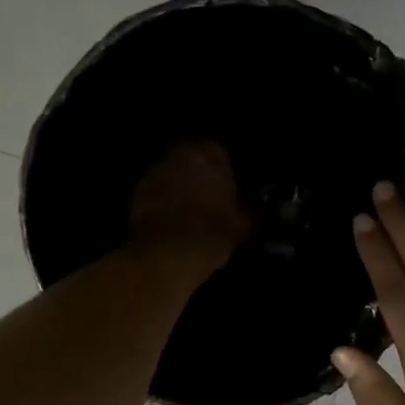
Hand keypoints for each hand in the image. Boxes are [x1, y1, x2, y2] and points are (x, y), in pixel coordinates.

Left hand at [129, 141, 252, 268]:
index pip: (219, 152)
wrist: (169, 252)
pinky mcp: (135, 193)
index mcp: (208, 152)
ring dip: (177, 187)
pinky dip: (161, 202)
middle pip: (190, 159)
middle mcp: (177, 153)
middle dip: (198, 175)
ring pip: (170, 174)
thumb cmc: (214, 230)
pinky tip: (170, 221)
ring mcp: (152, 171)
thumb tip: (270, 211)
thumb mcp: (246, 223)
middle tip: (208, 199)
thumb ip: (257, 211)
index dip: (225, 171)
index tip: (228, 189)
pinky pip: (153, 192)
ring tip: (188, 212)